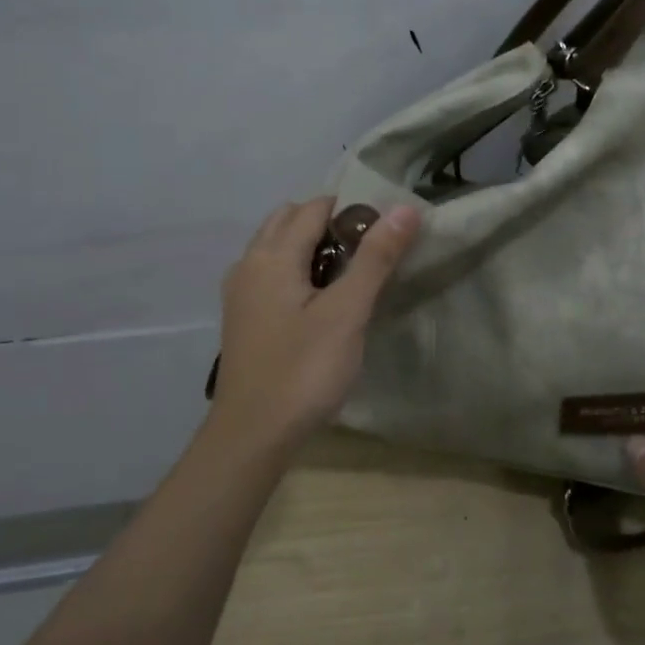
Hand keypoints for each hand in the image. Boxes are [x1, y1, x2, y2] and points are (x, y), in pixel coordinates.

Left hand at [212, 197, 420, 444]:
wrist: (252, 436)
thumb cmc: (304, 370)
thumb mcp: (347, 312)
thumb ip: (375, 258)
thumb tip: (404, 208)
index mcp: (271, 256)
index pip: (314, 208)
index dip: (352, 210)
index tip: (386, 229)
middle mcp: (248, 264)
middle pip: (288, 220)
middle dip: (328, 223)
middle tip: (368, 251)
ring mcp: (240, 292)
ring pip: (276, 247)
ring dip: (310, 246)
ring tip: (348, 275)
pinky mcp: (243, 318)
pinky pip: (270, 273)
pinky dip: (295, 269)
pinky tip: (319, 301)